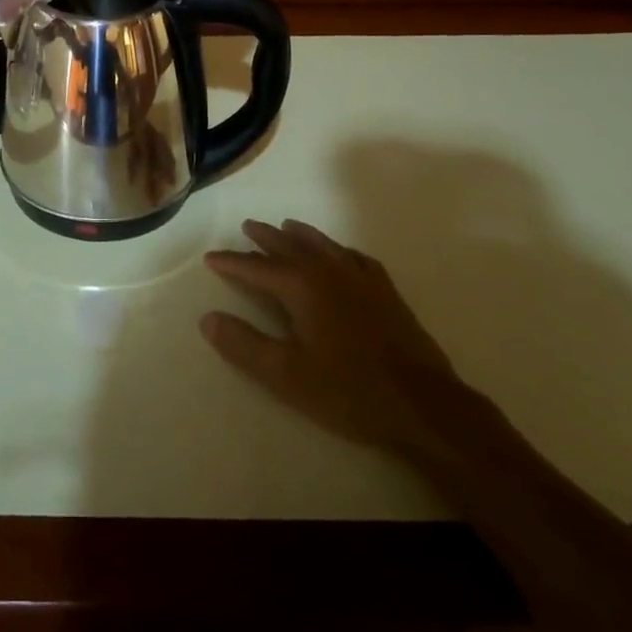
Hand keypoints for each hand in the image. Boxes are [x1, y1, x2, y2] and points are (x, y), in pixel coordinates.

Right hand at [202, 219, 469, 457]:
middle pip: (289, 246)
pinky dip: (337, 249)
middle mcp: (328, 270)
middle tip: (247, 227)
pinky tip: (339, 254)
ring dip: (299, 235)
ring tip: (286, 227)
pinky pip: (354, 257)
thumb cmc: (349, 391)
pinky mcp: (385, 291)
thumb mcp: (287, 375)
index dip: (231, 263)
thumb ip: (244, 345)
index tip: (210, 258)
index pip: (256, 268)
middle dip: (264, 237)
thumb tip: (207, 318)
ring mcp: (360, 277)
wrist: (424, 404)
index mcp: (301, 286)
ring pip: (322, 245)